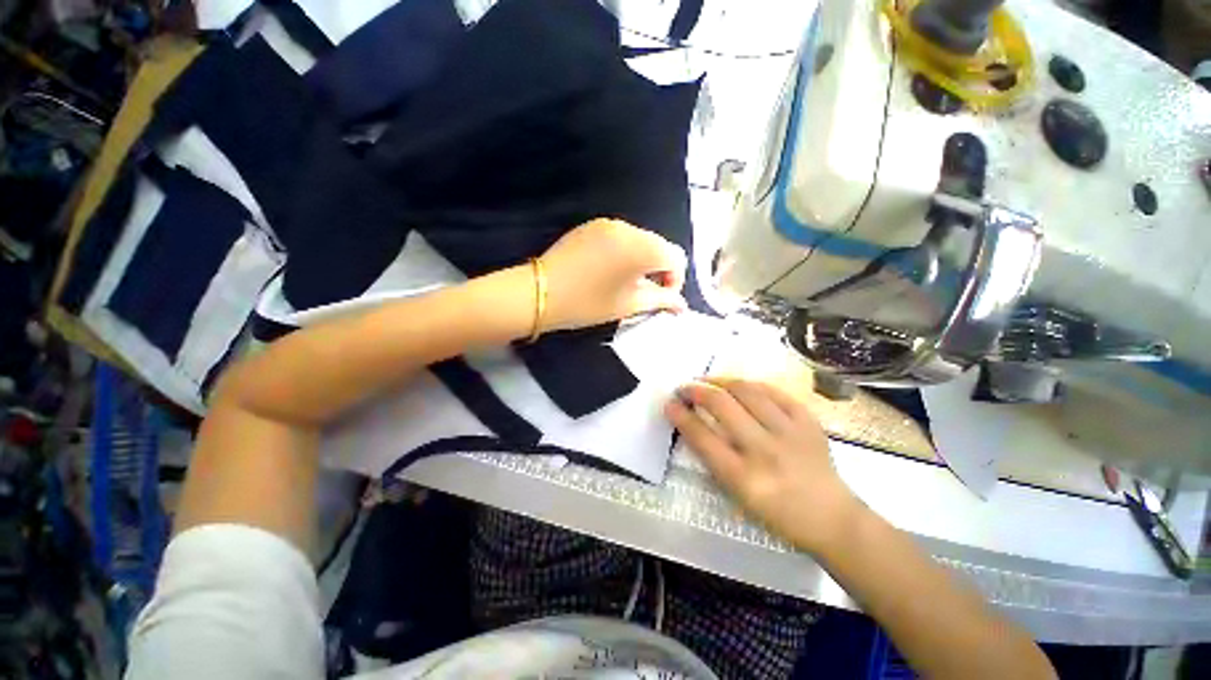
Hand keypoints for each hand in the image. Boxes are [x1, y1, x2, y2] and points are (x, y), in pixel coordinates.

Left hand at [539, 218, 687, 331]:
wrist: (541, 292)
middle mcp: (629, 228)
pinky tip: (609, 269)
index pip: (676, 258)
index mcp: (642, 248)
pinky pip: (621, 236)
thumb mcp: (628, 305)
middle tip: (645, 292)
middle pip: (659, 246)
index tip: (662, 298)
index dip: (675, 280)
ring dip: (642, 259)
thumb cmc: (588, 303)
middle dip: (660, 269)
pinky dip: (625, 251)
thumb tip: (681, 304)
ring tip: (626, 282)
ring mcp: (609, 223)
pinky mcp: (592, 225)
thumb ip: (661, 300)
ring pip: (641, 240)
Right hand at [664, 377, 861, 553]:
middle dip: (696, 391)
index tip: (669, 403)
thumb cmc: (778, 515)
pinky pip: (775, 392)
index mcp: (743, 477)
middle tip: (685, 388)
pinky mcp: (809, 422)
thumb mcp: (737, 496)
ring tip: (709, 381)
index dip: (680, 415)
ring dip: (721, 381)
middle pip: (721, 405)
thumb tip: (694, 424)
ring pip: (747, 391)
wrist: (832, 519)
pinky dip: (752, 385)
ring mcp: (790, 433)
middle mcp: (764, 451)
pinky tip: (741, 386)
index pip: (701, 436)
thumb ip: (714, 459)